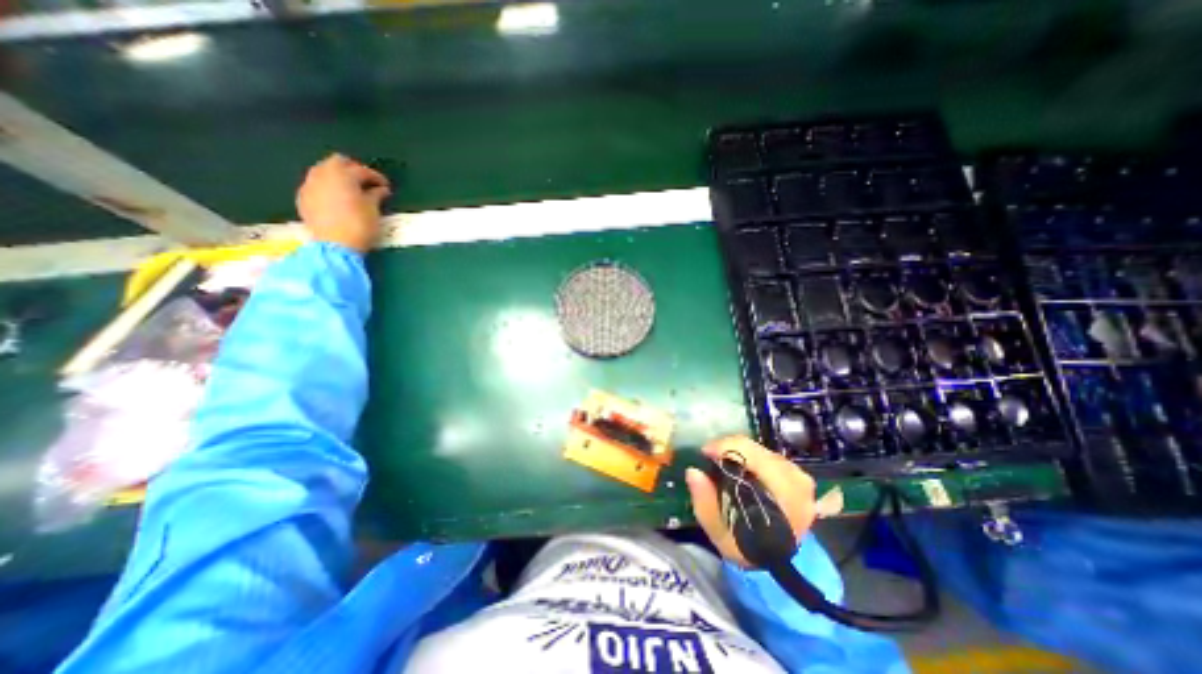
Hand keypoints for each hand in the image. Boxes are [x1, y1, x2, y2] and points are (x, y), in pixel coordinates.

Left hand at [298, 152, 391, 253]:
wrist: (334, 245)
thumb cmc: (359, 225)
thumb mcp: (373, 210)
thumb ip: (376, 195)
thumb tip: (381, 189)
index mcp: (342, 175)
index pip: (361, 170)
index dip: (376, 177)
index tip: (386, 186)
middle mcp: (323, 174)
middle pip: (337, 162)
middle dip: (353, 170)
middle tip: (367, 182)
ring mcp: (310, 185)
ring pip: (323, 171)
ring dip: (338, 177)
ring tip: (352, 190)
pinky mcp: (303, 198)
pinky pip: (316, 185)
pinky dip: (328, 187)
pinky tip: (338, 199)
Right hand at [685, 436, 816, 565]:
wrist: (773, 562)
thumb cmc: (745, 547)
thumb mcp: (718, 531)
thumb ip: (705, 502)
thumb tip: (692, 471)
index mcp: (785, 496)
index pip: (753, 457)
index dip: (724, 448)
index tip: (704, 452)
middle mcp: (797, 482)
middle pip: (757, 450)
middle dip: (729, 447)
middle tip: (709, 455)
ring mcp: (801, 478)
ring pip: (762, 449)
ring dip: (739, 451)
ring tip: (721, 459)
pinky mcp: (798, 475)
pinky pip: (768, 454)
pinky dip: (749, 455)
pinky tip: (738, 463)